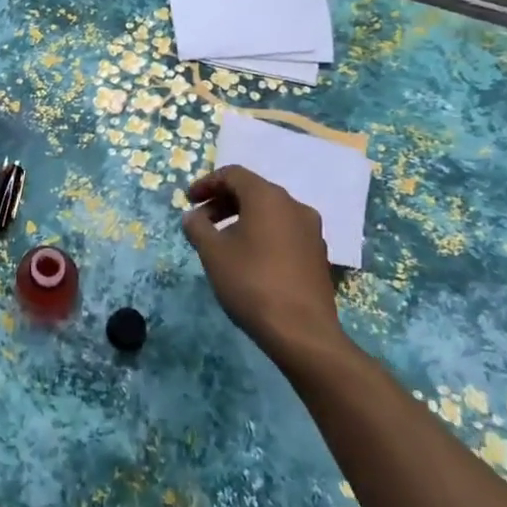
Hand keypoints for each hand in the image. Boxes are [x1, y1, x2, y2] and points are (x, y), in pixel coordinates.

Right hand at [182, 165, 346, 366]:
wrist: (301, 331)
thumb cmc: (251, 283)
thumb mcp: (212, 252)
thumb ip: (197, 227)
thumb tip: (193, 216)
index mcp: (268, 197)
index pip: (233, 174)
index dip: (207, 183)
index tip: (189, 201)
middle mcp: (294, 205)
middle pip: (253, 191)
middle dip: (223, 201)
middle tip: (201, 221)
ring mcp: (311, 230)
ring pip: (270, 212)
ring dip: (242, 218)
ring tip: (222, 241)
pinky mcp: (317, 253)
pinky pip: (284, 231)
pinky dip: (261, 233)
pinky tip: (248, 258)